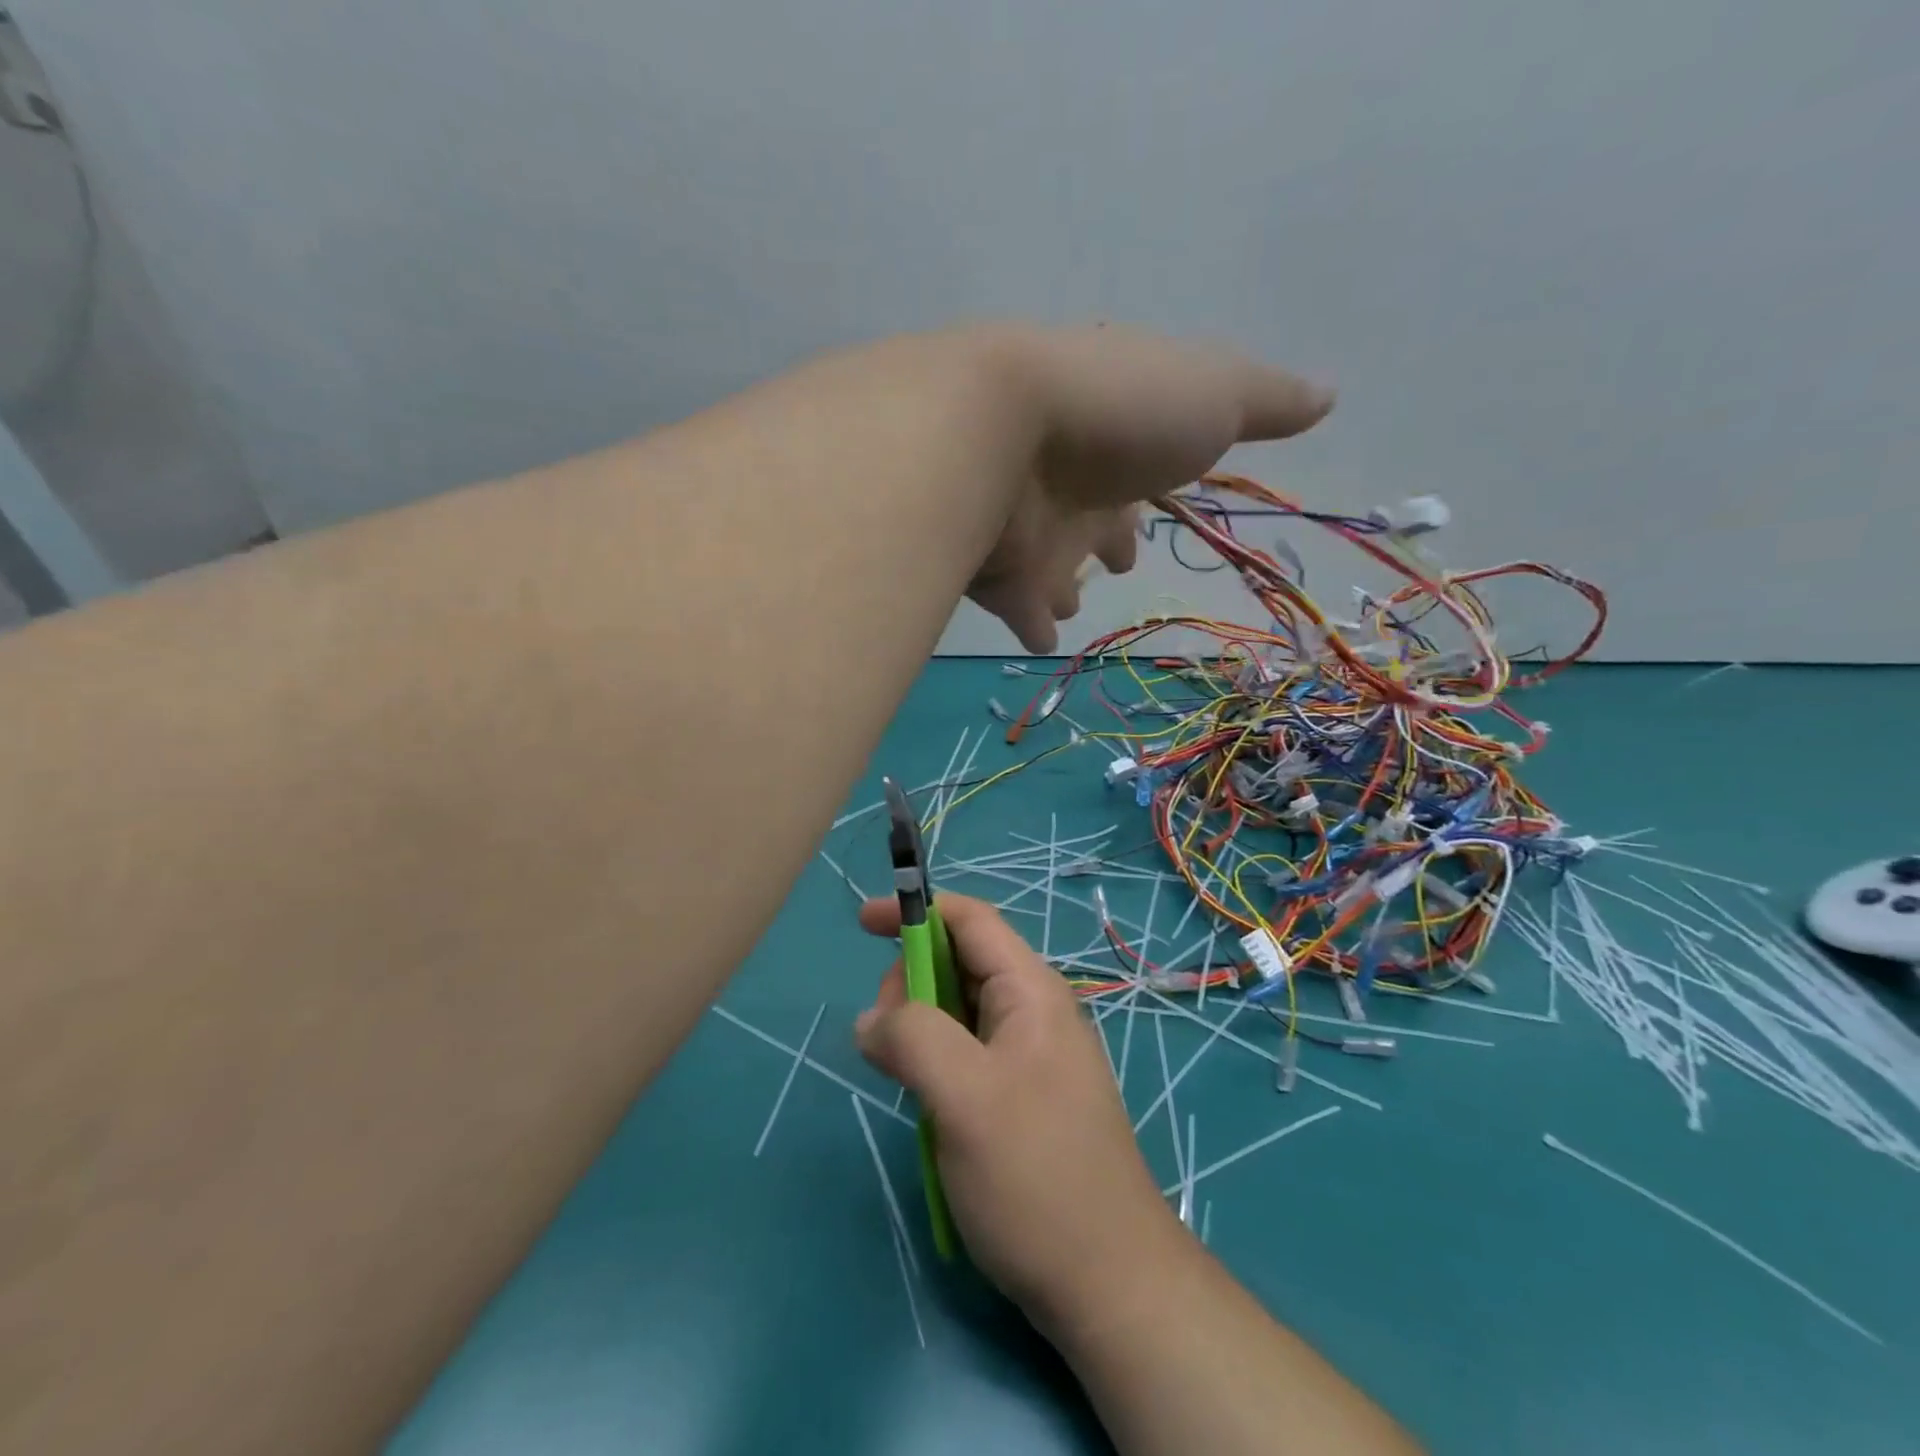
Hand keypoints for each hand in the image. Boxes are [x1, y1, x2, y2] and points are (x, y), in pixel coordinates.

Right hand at [852, 892, 1188, 1327]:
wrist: (1108, 1283)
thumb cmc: (1036, 1175)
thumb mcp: (964, 1095)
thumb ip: (912, 1036)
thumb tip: (872, 1020)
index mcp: (1030, 991)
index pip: (970, 920)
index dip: (916, 910)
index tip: (862, 923)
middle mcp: (1034, 1012)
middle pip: (960, 962)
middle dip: (911, 980)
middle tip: (883, 1038)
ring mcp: (1031, 1057)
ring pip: (959, 1012)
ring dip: (919, 1027)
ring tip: (903, 1079)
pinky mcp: (1023, 1098)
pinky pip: (967, 1055)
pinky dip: (935, 1062)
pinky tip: (926, 1104)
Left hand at [965, 324, 1333, 651]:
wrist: (998, 434)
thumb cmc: (1117, 412)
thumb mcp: (1213, 392)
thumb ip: (1266, 402)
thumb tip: (1329, 394)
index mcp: (1116, 435)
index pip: (1138, 467)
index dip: (1150, 489)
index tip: (1155, 511)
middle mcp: (1067, 481)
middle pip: (1090, 517)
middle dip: (1104, 538)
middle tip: (1115, 561)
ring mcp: (1026, 526)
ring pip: (1049, 564)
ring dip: (1061, 586)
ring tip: (1067, 608)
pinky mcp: (995, 572)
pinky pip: (1014, 606)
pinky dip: (1028, 623)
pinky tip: (1041, 642)